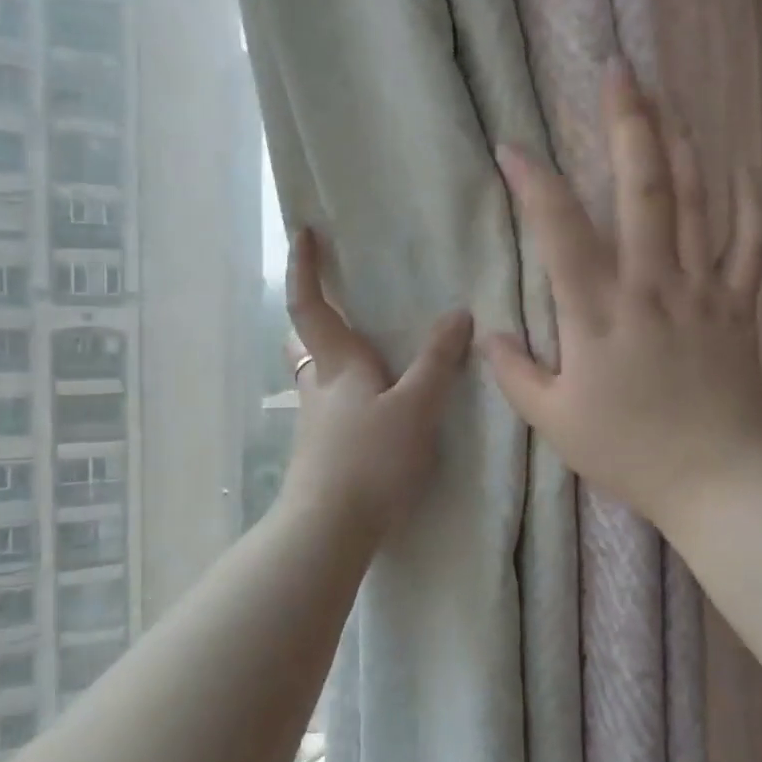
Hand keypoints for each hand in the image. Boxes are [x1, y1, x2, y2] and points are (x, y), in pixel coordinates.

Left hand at [278, 226, 473, 539]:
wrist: (329, 530)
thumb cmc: (370, 459)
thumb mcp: (416, 407)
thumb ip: (437, 362)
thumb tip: (457, 314)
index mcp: (337, 364)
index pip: (310, 304)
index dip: (303, 266)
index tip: (303, 232)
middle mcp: (319, 386)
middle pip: (305, 340)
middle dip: (315, 315)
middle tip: (340, 301)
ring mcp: (317, 422)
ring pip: (319, 375)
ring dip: (334, 356)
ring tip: (373, 354)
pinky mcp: (323, 452)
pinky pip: (333, 406)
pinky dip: (350, 393)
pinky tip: (378, 408)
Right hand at [483, 64, 761, 528]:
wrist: (716, 479)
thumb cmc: (628, 452)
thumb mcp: (555, 422)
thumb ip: (516, 374)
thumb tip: (487, 334)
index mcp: (598, 313)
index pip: (559, 231)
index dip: (533, 182)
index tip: (511, 147)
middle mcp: (650, 285)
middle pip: (642, 188)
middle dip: (628, 123)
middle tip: (619, 70)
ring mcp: (701, 290)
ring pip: (695, 200)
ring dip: (680, 143)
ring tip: (667, 98)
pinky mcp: (738, 304)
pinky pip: (748, 242)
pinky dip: (746, 199)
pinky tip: (739, 163)